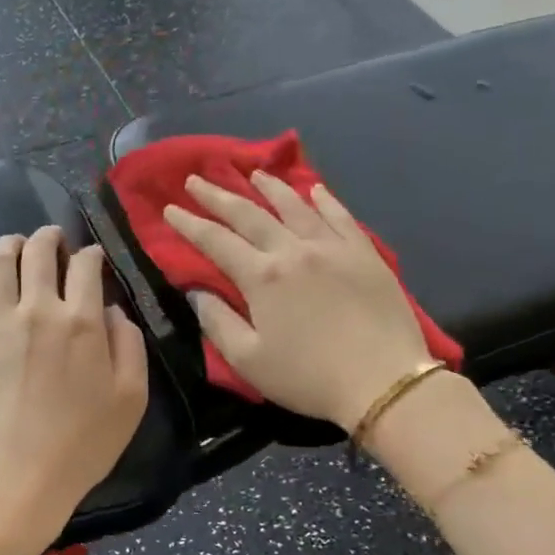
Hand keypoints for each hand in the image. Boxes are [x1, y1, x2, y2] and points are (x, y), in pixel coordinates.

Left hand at [0, 226, 148, 554]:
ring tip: (14, 242)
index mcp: (81, 321)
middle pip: (39, 253)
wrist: (19, 477)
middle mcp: (38, 311)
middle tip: (53, 239)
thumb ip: (129, 346)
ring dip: (8, 245)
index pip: (86, 266)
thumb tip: (113, 312)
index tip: (93, 258)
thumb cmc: (83, 444)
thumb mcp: (131, 398)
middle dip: (49, 238)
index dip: (91, 254)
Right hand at [163, 173, 435, 429]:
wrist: (384, 381)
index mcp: (262, 277)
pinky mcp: (364, 254)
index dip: (189, 224)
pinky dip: (324, 200)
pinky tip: (314, 189)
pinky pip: (340, 216)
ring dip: (269, 187)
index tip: (170, 208)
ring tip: (252, 173)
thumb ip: (217, 322)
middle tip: (195, 179)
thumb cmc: (308, 377)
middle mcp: (293, 250)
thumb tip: (197, 292)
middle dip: (218, 196)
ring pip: (295, 206)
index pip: (216, 241)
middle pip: (249, 215)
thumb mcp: (249, 360)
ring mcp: (332, 247)